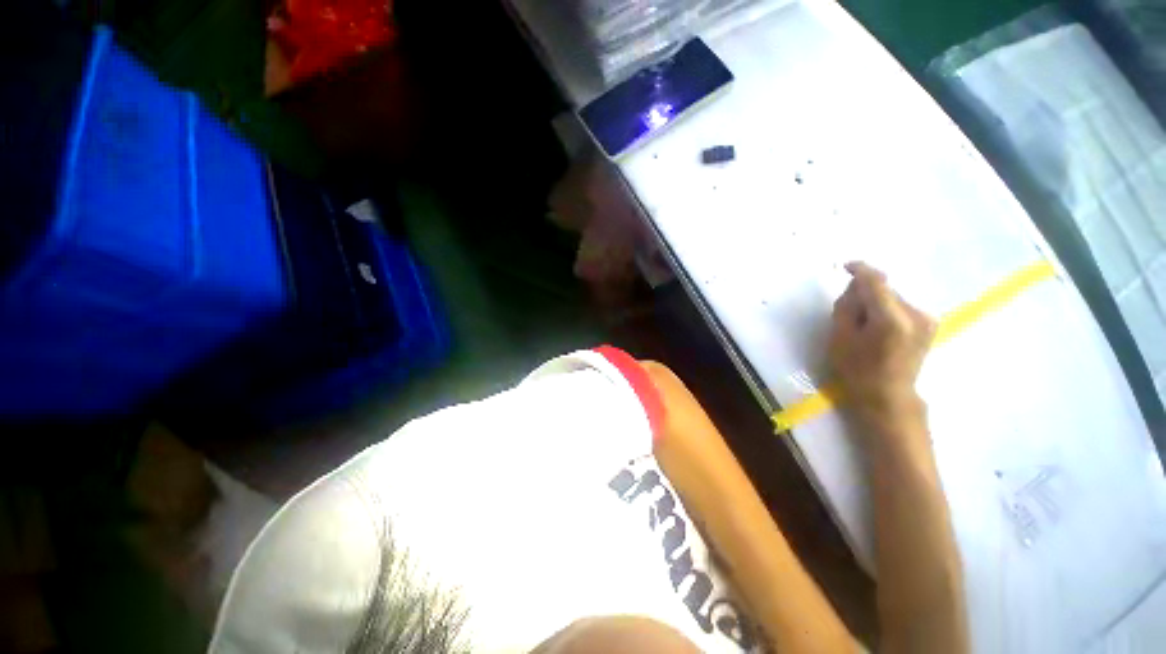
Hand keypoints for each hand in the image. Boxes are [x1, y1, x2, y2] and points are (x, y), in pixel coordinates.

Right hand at [829, 262, 935, 436]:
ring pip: (893, 298)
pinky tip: (877, 328)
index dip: (861, 270)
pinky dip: (886, 310)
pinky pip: (901, 307)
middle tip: (848, 313)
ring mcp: (926, 320)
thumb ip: (847, 307)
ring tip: (863, 325)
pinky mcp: (929, 325)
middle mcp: (916, 314)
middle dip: (865, 294)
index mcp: (892, 319)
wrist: (888, 396)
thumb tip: (855, 287)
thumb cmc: (857, 370)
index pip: (877, 282)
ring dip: (875, 303)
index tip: (845, 266)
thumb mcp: (840, 337)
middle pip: (885, 289)